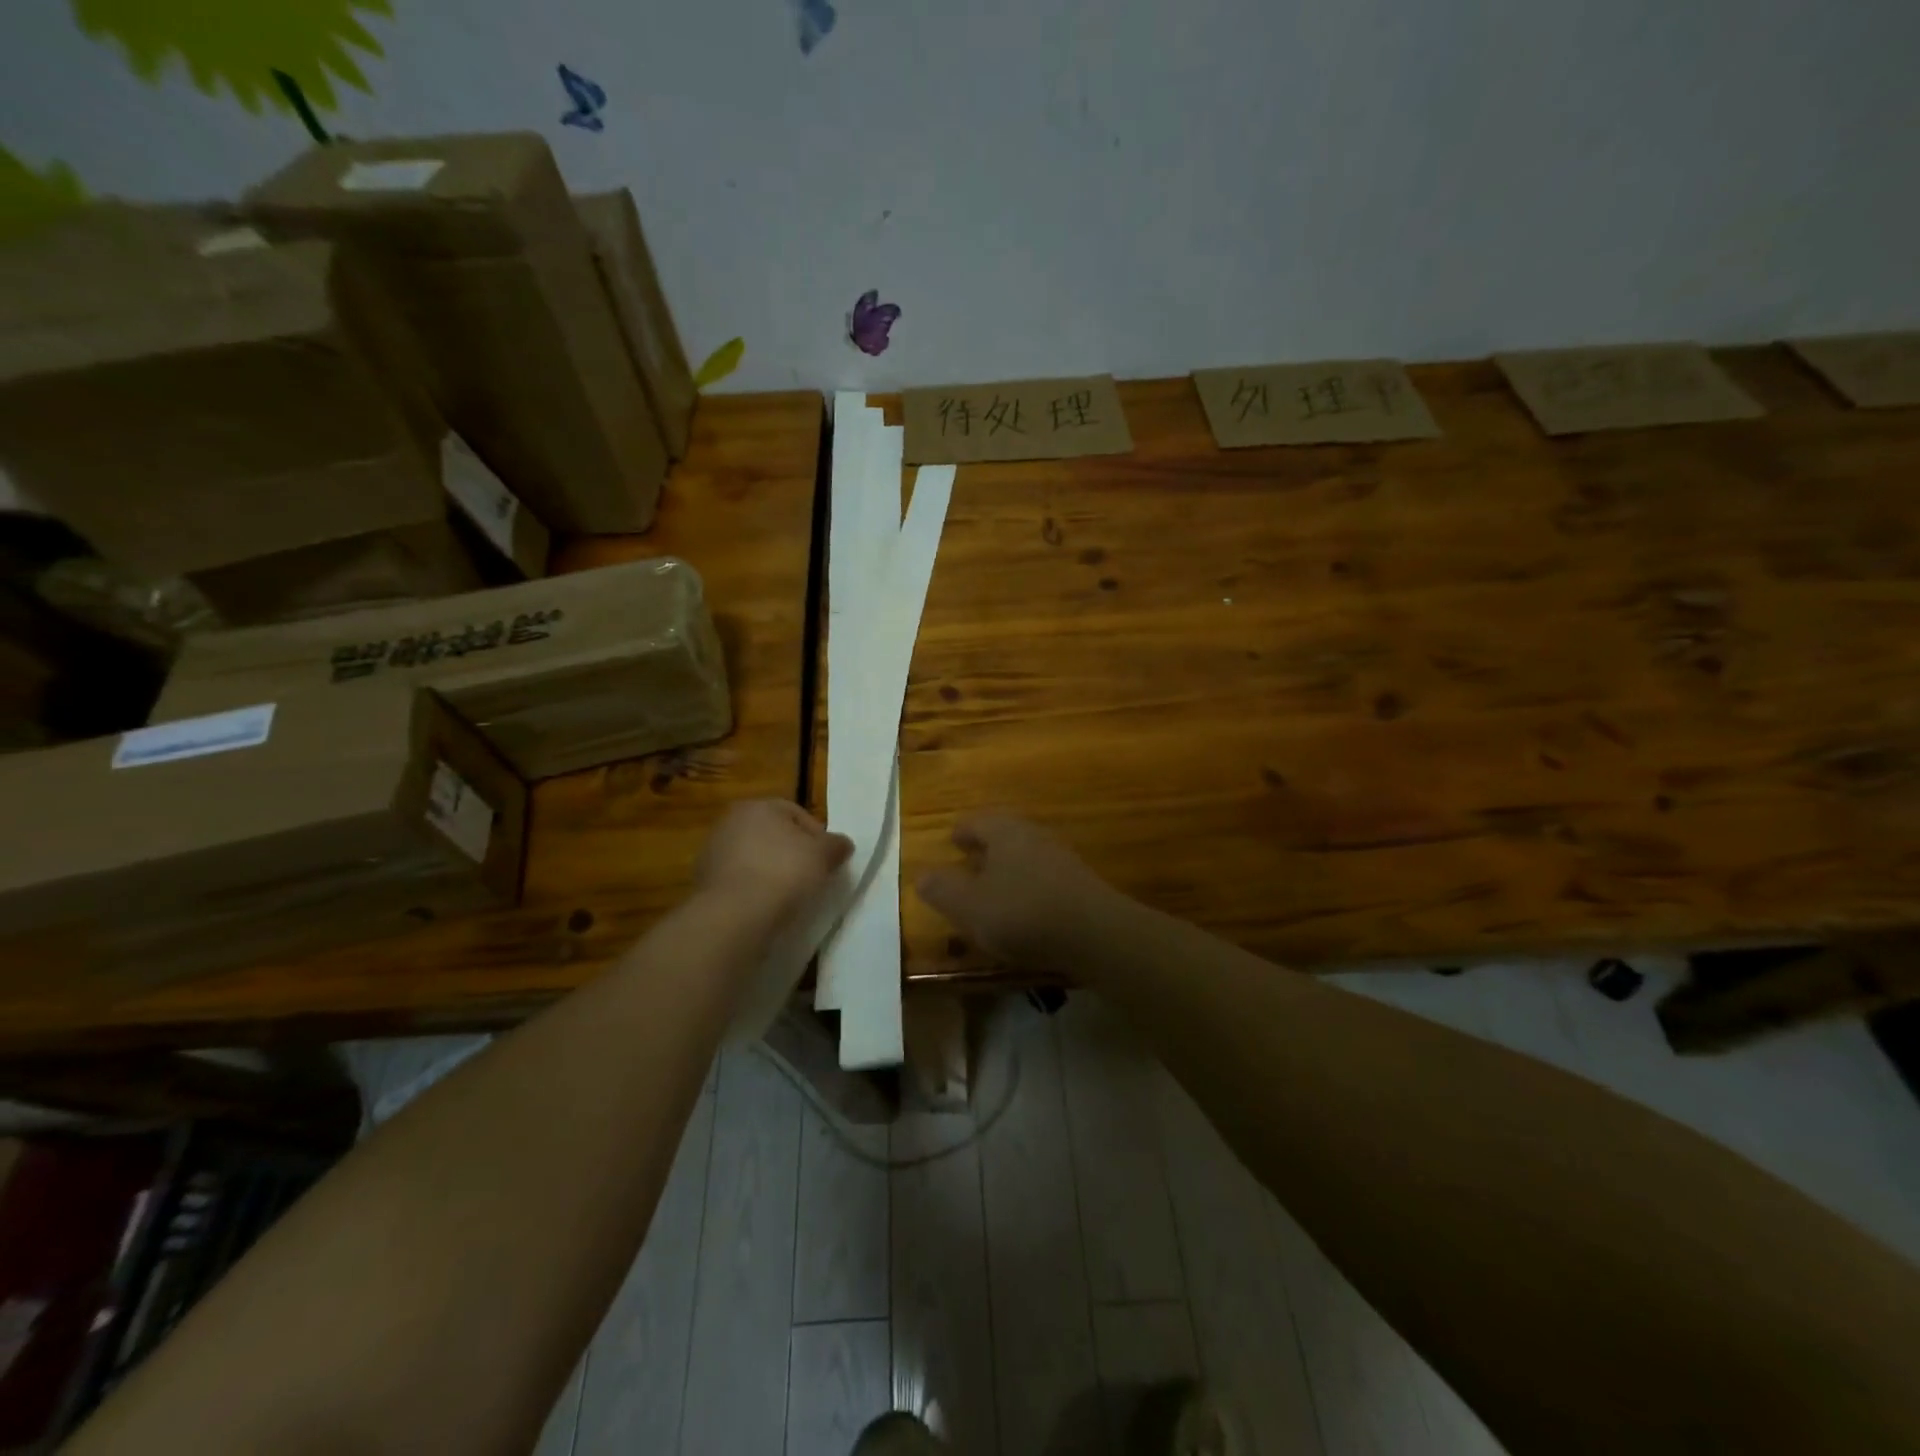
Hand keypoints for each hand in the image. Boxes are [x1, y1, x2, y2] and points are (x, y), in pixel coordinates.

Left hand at [695, 800, 852, 924]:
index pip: (796, 814)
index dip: (817, 837)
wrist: (735, 914)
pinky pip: (739, 882)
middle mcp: (730, 822)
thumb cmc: (784, 872)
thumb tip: (842, 844)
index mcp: (758, 806)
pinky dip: (753, 890)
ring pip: (754, 859)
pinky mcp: (703, 883)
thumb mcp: (823, 855)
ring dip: (771, 872)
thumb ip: (836, 845)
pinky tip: (767, 907)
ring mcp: (713, 852)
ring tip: (790, 896)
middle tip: (812, 876)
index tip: (828, 861)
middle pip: (773, 835)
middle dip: (792, 853)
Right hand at [915, 813, 1121, 969]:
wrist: (1095, 933)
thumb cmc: (1023, 913)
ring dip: (1008, 866)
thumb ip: (942, 889)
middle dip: (986, 846)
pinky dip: (1027, 885)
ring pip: (1025, 854)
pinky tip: (1023, 908)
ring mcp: (1061, 857)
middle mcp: (1033, 835)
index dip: (962, 831)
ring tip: (993, 887)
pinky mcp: (1079, 883)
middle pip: (1004, 834)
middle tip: (969, 860)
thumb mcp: (969, 906)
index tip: (952, 840)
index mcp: (1004, 831)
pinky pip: (1043, 876)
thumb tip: (921, 875)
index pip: (977, 821)